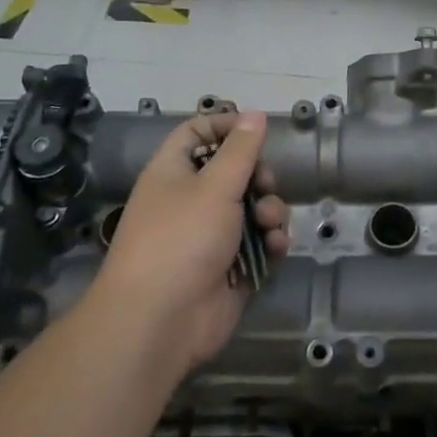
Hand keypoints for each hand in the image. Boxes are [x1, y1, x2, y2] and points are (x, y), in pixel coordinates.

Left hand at [93, 110, 287, 375]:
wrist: (160, 322)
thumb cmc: (181, 240)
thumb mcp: (215, 186)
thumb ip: (241, 150)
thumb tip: (255, 114)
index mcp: (173, 173)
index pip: (196, 134)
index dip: (225, 126)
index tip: (257, 128)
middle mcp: (191, 201)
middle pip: (234, 172)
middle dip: (259, 176)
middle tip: (265, 184)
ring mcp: (211, 236)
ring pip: (253, 208)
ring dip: (270, 211)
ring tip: (270, 225)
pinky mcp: (230, 267)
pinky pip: (259, 244)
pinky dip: (271, 242)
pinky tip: (276, 248)